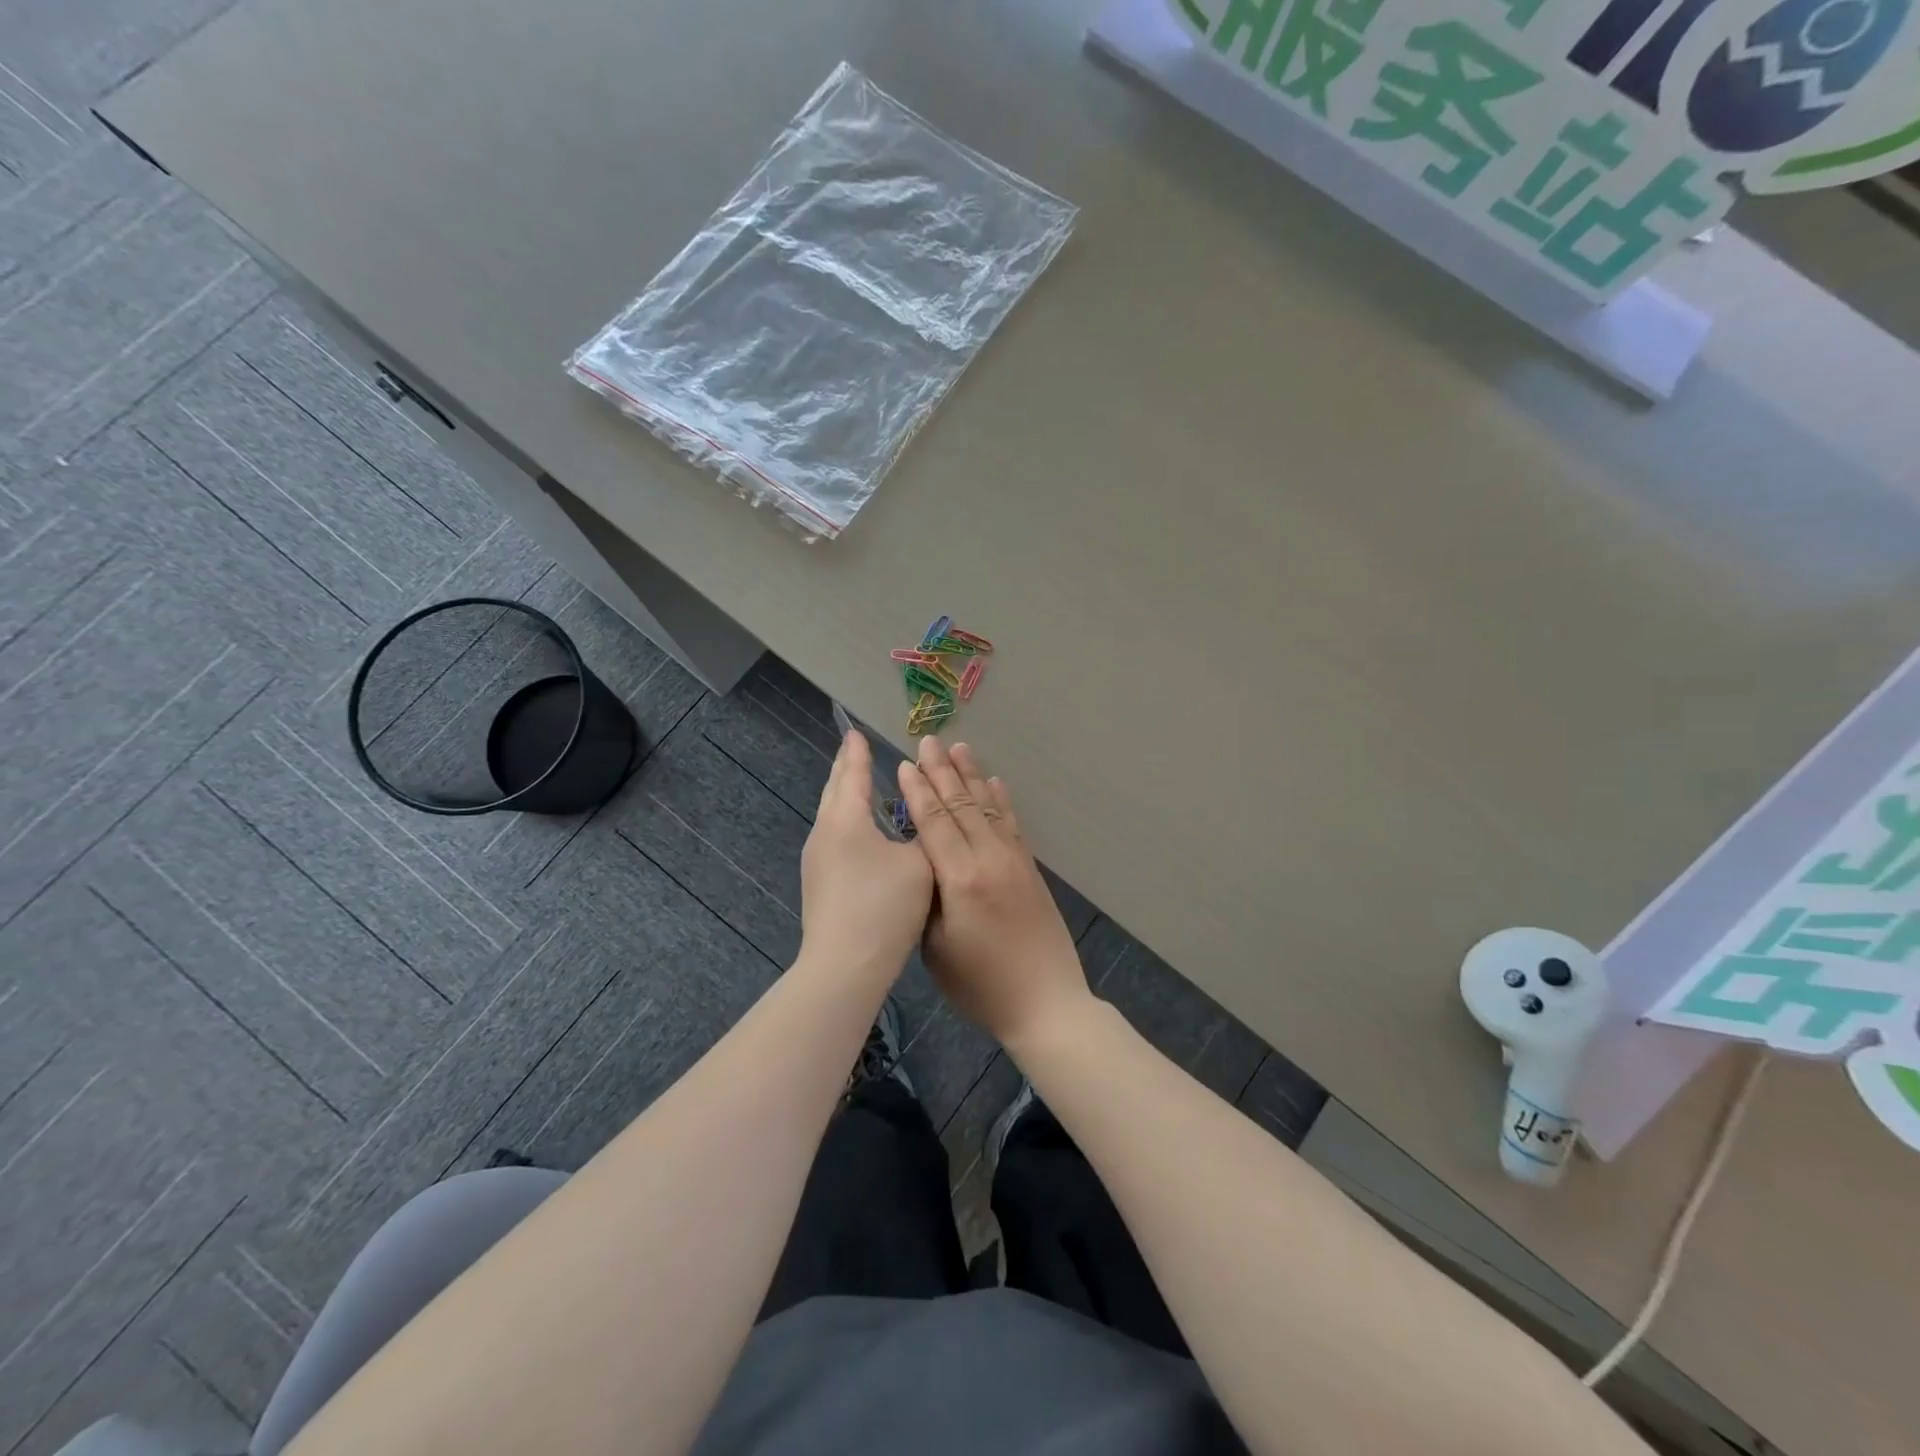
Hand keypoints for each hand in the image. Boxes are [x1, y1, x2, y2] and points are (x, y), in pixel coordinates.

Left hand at [798, 729, 934, 982]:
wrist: (844, 965)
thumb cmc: (884, 906)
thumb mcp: (919, 864)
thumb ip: (924, 835)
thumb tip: (921, 821)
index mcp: (846, 818)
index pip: (853, 774)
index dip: (859, 752)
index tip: (856, 732)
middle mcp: (824, 832)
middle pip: (834, 790)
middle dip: (846, 768)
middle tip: (853, 749)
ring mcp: (816, 860)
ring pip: (831, 815)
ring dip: (844, 795)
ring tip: (856, 784)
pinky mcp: (818, 883)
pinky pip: (833, 836)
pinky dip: (845, 819)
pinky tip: (858, 832)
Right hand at [897, 737, 1091, 1048]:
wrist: (1045, 1002)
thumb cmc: (980, 985)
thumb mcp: (936, 948)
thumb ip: (928, 899)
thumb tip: (923, 864)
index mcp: (959, 879)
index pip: (933, 822)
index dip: (917, 791)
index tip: (905, 764)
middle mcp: (988, 858)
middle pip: (960, 805)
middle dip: (942, 771)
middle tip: (927, 740)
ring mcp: (1014, 860)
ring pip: (987, 807)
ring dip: (972, 775)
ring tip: (959, 748)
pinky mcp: (1029, 868)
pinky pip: (1012, 824)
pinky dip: (1001, 800)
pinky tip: (994, 783)